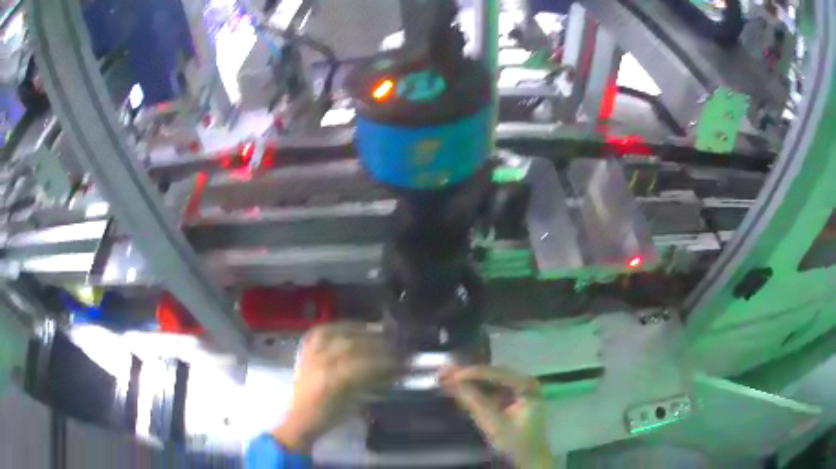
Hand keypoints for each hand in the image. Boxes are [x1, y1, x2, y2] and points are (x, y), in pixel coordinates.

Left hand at [272, 323, 397, 451]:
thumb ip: (370, 385)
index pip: (365, 364)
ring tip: (376, 330)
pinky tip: (349, 327)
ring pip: (336, 334)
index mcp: (332, 381)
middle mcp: (320, 363)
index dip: (386, 362)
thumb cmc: (328, 418)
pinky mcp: (304, 352)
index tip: (402, 362)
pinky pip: (319, 332)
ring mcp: (310, 355)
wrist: (299, 419)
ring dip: (358, 330)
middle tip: (394, 345)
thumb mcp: (353, 405)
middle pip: (351, 345)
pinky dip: (336, 327)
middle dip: (376, 343)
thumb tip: (393, 371)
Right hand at [441, 366, 553, 467]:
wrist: (529, 460)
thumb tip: (451, 382)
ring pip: (489, 381)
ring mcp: (518, 390)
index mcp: (528, 386)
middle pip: (492, 374)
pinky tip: (457, 388)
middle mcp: (524, 382)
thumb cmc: (517, 443)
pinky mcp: (510, 399)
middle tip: (443, 373)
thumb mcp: (494, 424)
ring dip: (468, 381)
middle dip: (467, 375)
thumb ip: (474, 402)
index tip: (449, 375)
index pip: (497, 373)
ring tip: (445, 378)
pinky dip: (474, 390)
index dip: (472, 373)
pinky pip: (490, 390)